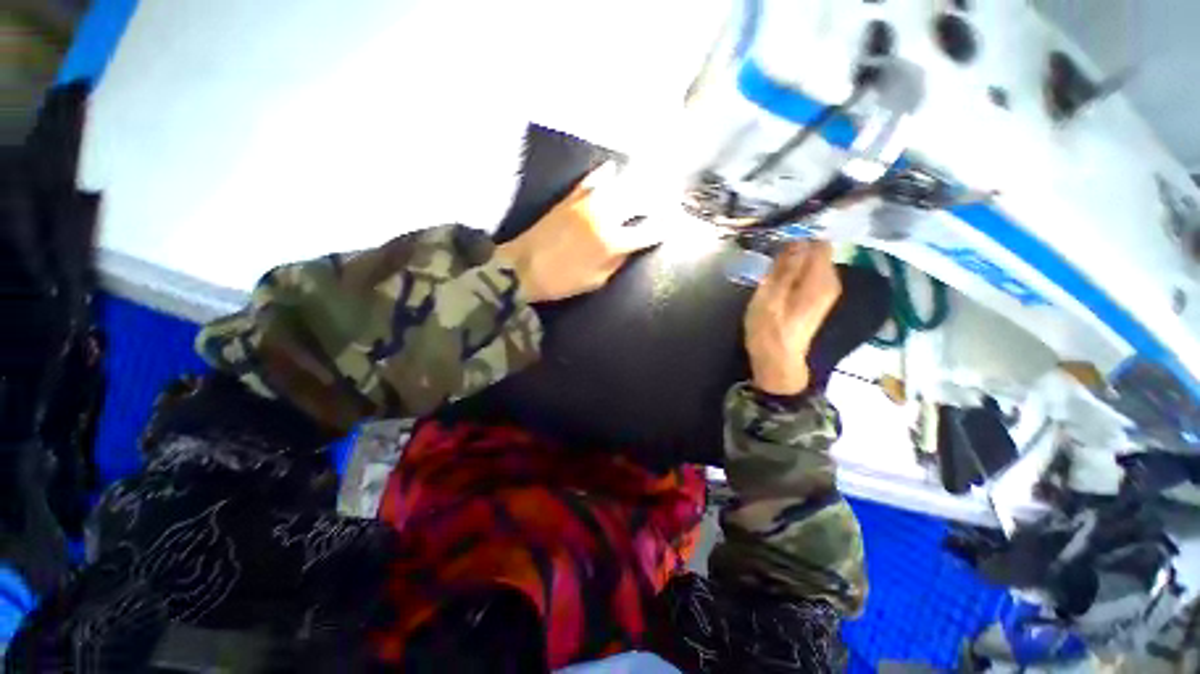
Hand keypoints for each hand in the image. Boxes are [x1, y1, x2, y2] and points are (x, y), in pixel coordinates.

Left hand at [496, 162, 665, 301]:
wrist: (521, 268)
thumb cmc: (561, 281)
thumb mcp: (595, 282)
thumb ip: (616, 263)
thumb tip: (630, 249)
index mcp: (612, 243)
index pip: (647, 231)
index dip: (663, 228)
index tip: (672, 224)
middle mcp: (604, 217)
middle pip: (639, 200)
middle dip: (657, 199)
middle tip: (667, 198)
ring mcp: (587, 204)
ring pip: (619, 185)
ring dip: (637, 182)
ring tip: (649, 178)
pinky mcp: (570, 198)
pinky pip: (592, 180)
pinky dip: (604, 175)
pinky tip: (613, 170)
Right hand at [744, 242, 840, 395]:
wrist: (778, 361)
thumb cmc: (769, 330)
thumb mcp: (770, 296)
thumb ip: (785, 267)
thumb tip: (797, 239)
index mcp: (820, 280)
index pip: (820, 243)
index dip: (800, 236)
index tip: (778, 239)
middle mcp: (830, 282)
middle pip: (817, 252)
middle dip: (794, 249)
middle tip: (769, 257)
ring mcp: (825, 292)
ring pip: (811, 263)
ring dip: (792, 261)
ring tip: (770, 269)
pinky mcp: (817, 299)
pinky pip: (808, 275)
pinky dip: (794, 272)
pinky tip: (778, 281)